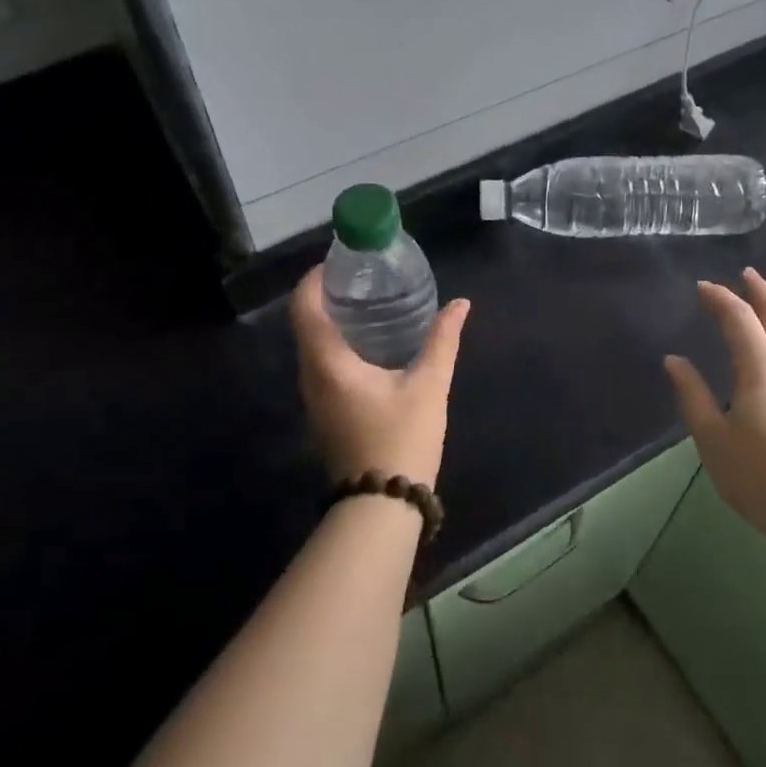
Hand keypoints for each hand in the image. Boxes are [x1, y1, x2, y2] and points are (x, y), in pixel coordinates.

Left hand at [290, 266, 469, 487]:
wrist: (383, 506)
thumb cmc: (402, 439)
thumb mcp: (429, 386)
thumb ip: (443, 340)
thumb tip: (460, 304)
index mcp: (328, 363)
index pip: (305, 307)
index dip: (315, 278)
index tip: (340, 261)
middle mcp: (311, 376)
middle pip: (306, 323)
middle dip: (327, 294)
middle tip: (362, 277)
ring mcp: (314, 398)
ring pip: (313, 346)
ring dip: (332, 320)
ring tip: (368, 302)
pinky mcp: (325, 412)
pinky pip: (322, 364)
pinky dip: (338, 343)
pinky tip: (369, 342)